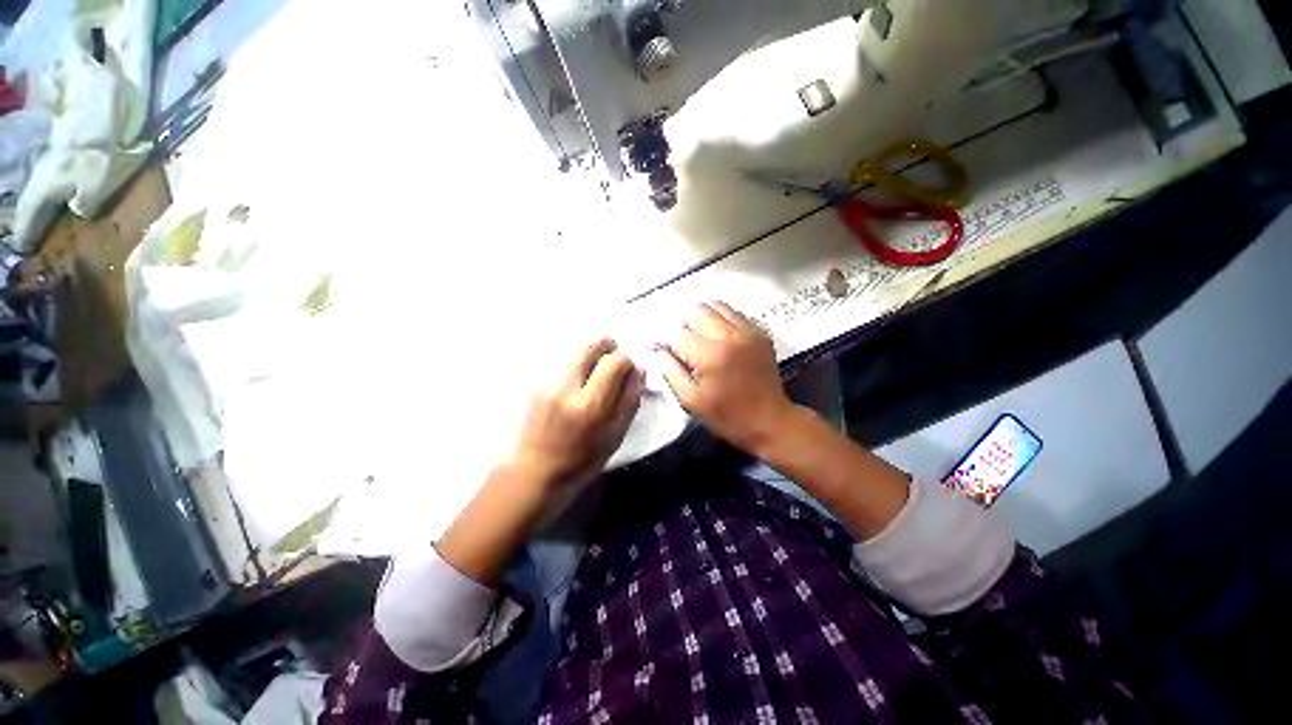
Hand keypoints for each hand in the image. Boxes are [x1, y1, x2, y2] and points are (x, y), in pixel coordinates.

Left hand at [507, 339, 642, 489]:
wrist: (535, 471)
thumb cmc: (582, 460)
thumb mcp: (615, 436)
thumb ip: (630, 401)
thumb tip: (638, 370)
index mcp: (591, 404)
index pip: (615, 361)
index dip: (627, 359)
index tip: (630, 368)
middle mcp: (567, 387)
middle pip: (591, 347)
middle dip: (608, 345)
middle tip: (615, 356)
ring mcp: (548, 383)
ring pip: (576, 352)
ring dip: (591, 355)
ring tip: (597, 370)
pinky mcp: (536, 384)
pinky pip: (563, 363)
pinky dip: (576, 364)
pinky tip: (577, 381)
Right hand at [660, 302, 793, 452]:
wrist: (771, 421)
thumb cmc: (727, 416)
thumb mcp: (690, 400)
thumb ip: (670, 371)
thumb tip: (659, 349)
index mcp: (710, 355)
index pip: (678, 332)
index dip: (669, 342)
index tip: (671, 354)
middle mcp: (730, 335)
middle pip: (696, 310)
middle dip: (685, 325)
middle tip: (686, 345)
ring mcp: (748, 330)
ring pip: (716, 305)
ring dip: (703, 318)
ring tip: (702, 338)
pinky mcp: (760, 332)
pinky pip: (734, 312)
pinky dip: (722, 319)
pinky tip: (721, 338)